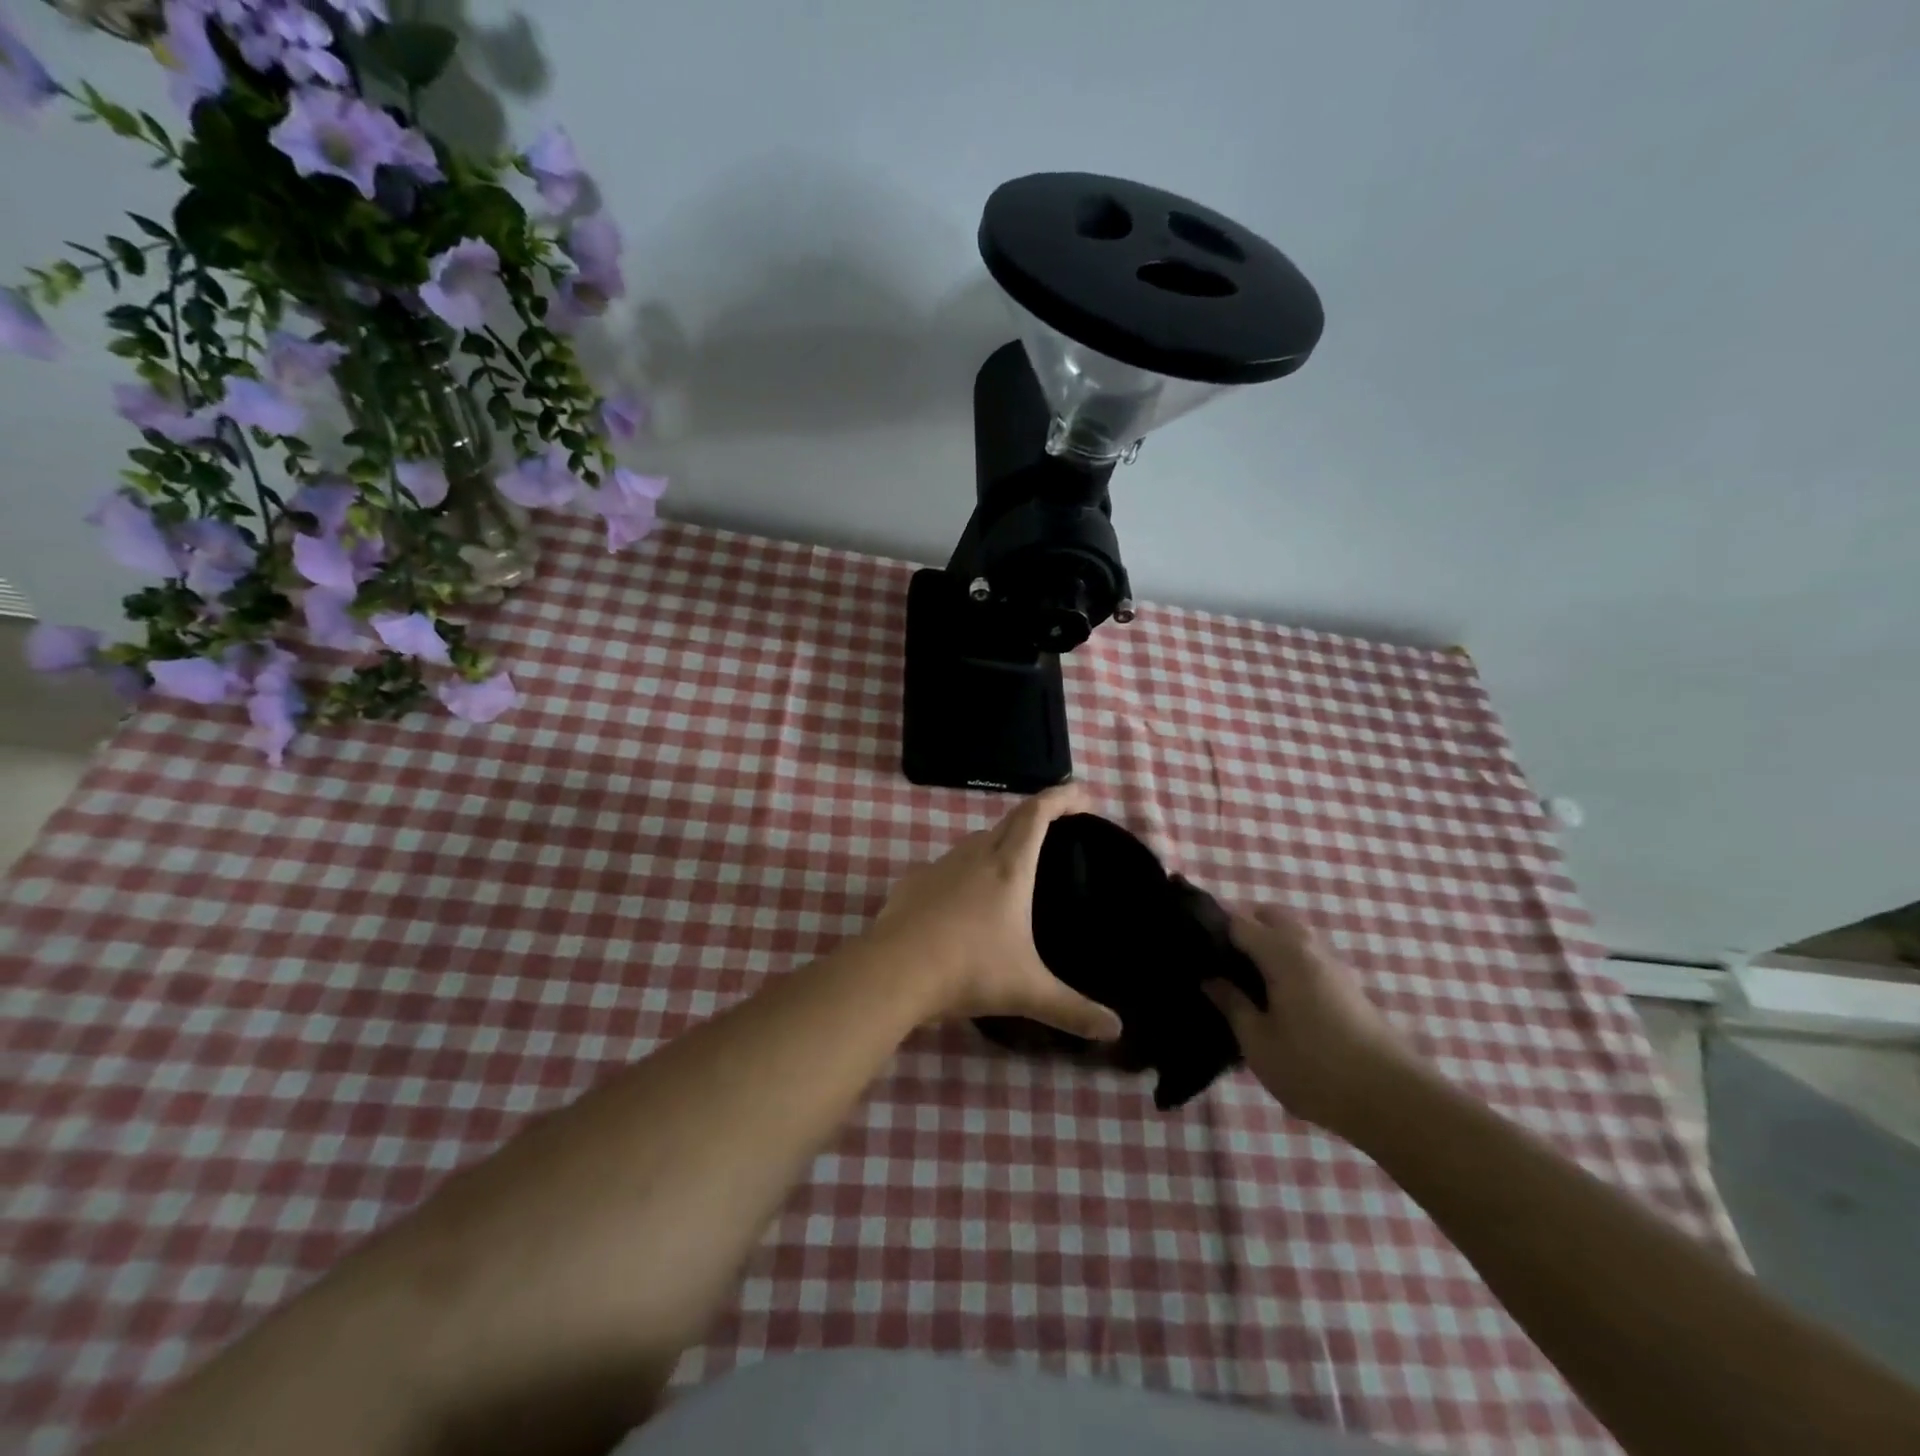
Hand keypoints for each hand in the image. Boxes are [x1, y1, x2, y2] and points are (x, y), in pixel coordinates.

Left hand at [870, 785, 1122, 1041]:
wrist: (893, 971)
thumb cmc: (969, 970)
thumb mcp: (1027, 991)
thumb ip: (1072, 1010)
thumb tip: (1116, 1031)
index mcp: (1009, 868)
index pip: (1037, 814)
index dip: (1061, 798)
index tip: (1082, 794)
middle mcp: (975, 856)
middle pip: (1008, 821)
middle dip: (1035, 816)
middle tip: (1055, 828)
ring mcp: (939, 867)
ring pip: (975, 842)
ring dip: (998, 843)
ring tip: (1013, 867)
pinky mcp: (912, 884)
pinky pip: (947, 866)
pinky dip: (965, 871)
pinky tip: (964, 899)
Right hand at [1204, 904, 1419, 1136]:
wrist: (1394, 1101)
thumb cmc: (1315, 1069)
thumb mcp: (1258, 1042)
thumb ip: (1232, 1004)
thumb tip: (1210, 979)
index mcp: (1283, 953)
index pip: (1237, 921)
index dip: (1210, 928)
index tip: (1188, 946)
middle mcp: (1309, 948)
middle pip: (1270, 916)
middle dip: (1242, 927)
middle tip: (1218, 960)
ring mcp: (1332, 966)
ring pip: (1292, 935)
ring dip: (1267, 944)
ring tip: (1243, 980)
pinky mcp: (1347, 987)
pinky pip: (1307, 956)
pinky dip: (1286, 961)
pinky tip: (1274, 996)